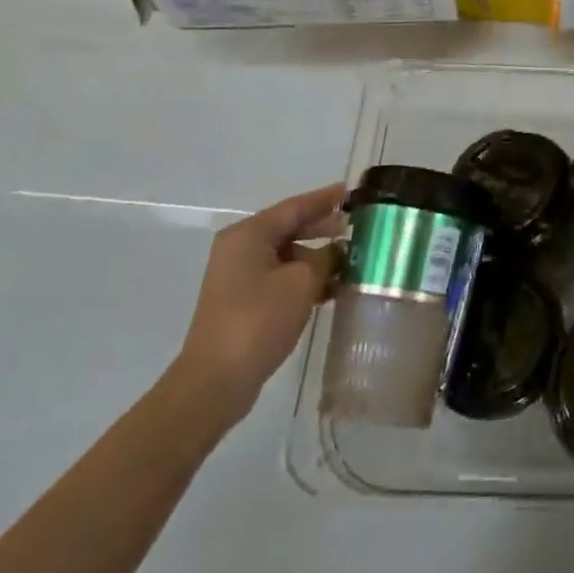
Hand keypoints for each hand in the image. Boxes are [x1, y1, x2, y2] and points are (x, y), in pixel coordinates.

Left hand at [170, 182, 346, 429]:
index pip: (295, 206)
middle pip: (289, 228)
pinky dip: (304, 278)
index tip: (352, 192)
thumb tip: (339, 251)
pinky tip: (331, 289)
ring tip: (351, 261)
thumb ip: (326, 258)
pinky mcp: (242, 301)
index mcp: (249, 234)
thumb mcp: (303, 282)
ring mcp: (238, 276)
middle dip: (323, 227)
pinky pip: (280, 277)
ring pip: (286, 255)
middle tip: (357, 226)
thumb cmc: (259, 320)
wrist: (216, 380)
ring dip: (317, 257)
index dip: (326, 198)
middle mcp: (240, 248)